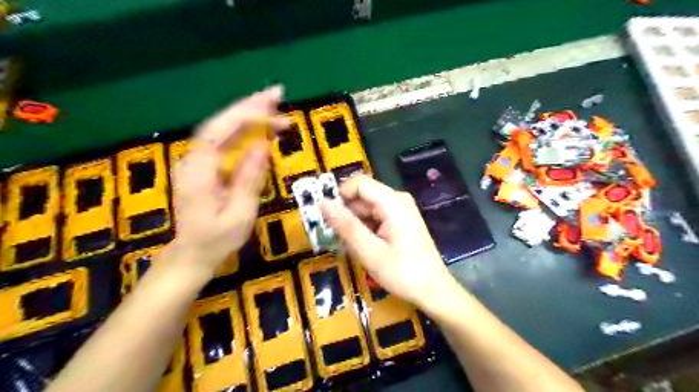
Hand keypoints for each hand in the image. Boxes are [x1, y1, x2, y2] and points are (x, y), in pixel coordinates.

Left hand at [172, 86, 289, 275]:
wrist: (193, 253)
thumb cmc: (217, 240)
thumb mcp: (239, 214)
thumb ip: (249, 179)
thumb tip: (263, 146)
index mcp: (199, 172)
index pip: (219, 131)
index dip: (245, 115)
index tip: (271, 106)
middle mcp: (194, 160)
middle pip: (220, 124)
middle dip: (249, 107)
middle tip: (278, 95)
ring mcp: (199, 161)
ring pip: (223, 130)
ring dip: (250, 117)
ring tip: (278, 111)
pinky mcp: (207, 166)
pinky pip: (226, 142)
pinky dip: (246, 132)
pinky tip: (264, 130)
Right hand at [320, 177, 453, 306]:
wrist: (434, 291)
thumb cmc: (403, 273)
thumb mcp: (369, 251)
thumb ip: (346, 225)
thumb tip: (323, 203)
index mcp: (393, 202)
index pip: (359, 183)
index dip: (340, 196)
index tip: (328, 218)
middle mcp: (398, 199)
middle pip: (363, 196)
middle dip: (346, 214)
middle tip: (338, 239)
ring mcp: (401, 210)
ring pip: (367, 208)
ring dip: (355, 224)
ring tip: (352, 247)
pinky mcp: (401, 221)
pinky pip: (376, 217)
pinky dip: (365, 229)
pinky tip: (364, 248)